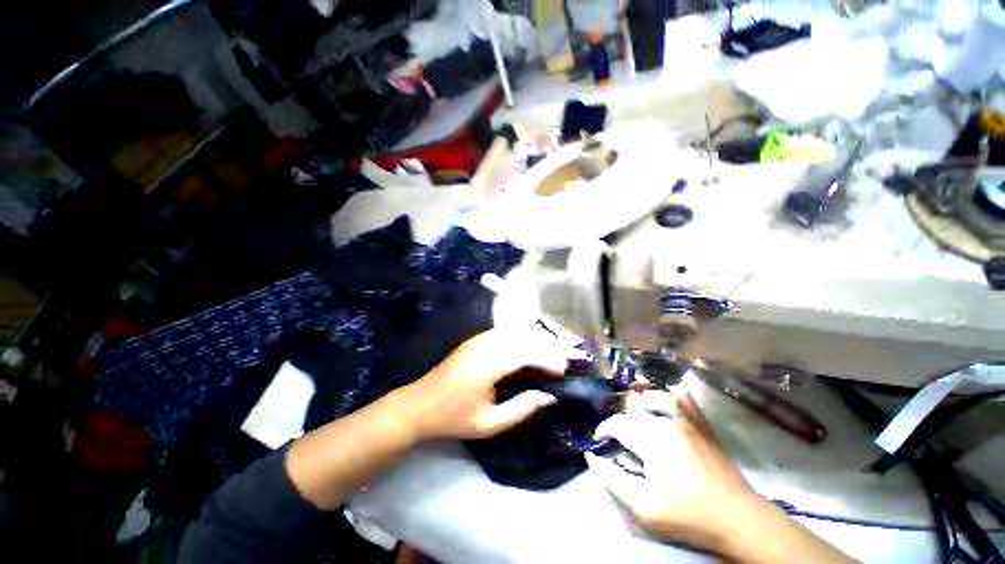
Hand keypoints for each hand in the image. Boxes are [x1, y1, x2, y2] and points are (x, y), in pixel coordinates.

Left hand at [399, 327, 569, 440]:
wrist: (418, 405)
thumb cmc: (452, 419)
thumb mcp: (488, 424)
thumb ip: (521, 409)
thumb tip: (548, 397)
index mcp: (486, 366)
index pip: (525, 353)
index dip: (547, 358)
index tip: (564, 369)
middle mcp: (484, 346)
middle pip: (523, 336)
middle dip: (548, 344)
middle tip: (566, 357)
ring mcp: (479, 339)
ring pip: (516, 330)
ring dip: (538, 337)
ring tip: (555, 349)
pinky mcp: (476, 339)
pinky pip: (506, 332)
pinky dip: (524, 336)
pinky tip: (533, 345)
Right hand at [585, 391, 760, 550]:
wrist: (736, 518)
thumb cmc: (687, 514)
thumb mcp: (643, 506)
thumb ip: (613, 479)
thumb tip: (591, 457)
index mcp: (650, 439)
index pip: (617, 423)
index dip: (604, 430)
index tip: (600, 442)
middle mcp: (666, 421)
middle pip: (633, 409)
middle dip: (619, 419)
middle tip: (617, 436)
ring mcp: (687, 420)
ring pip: (655, 396)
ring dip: (640, 402)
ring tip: (636, 416)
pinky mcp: (702, 424)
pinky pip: (684, 398)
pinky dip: (671, 395)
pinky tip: (666, 400)